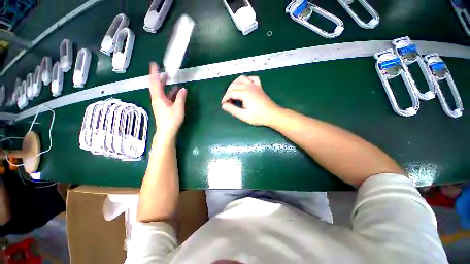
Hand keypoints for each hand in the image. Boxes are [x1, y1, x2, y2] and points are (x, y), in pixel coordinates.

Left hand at [148, 62, 186, 139]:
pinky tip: (175, 90)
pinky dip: (169, 92)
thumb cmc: (171, 120)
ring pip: (161, 91)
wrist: (166, 131)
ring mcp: (159, 103)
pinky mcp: (163, 107)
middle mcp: (157, 99)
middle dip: (160, 77)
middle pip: (156, 86)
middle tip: (164, 70)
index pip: (155, 82)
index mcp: (158, 98)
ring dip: (165, 84)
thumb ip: (181, 98)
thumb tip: (183, 89)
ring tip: (169, 78)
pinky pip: (165, 96)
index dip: (154, 73)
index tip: (154, 64)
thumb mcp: (178, 108)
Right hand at [221, 75, 280, 125]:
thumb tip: (224, 105)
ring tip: (233, 92)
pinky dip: (247, 80)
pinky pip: (252, 78)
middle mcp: (249, 87)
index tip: (223, 105)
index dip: (225, 99)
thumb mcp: (244, 116)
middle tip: (229, 102)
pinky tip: (245, 86)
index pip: (230, 93)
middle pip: (234, 85)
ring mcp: (255, 85)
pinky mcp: (259, 87)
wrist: (273, 115)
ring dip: (235, 84)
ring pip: (241, 79)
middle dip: (228, 92)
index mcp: (245, 94)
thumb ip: (233, 110)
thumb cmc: (259, 117)